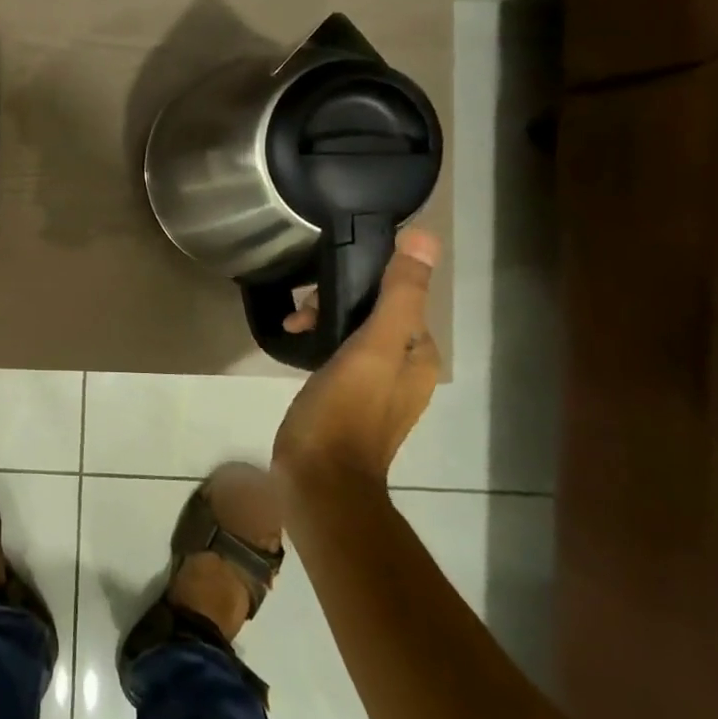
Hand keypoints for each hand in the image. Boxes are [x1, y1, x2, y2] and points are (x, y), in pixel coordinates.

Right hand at [271, 228, 441, 487]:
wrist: (319, 481)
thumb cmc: (345, 411)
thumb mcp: (372, 347)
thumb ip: (399, 294)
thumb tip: (425, 237)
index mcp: (418, 356)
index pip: (397, 297)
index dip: (359, 285)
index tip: (320, 293)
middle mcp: (404, 370)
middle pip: (373, 315)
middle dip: (335, 304)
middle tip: (301, 316)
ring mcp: (375, 390)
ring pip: (352, 334)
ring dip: (322, 323)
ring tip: (292, 330)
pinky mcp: (346, 403)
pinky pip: (337, 357)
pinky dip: (318, 346)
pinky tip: (296, 350)